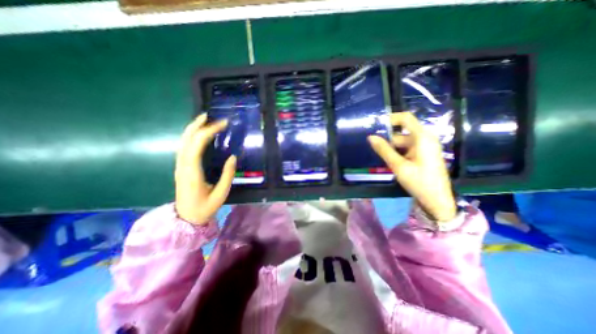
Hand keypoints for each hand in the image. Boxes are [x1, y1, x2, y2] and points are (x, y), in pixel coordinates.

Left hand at [174, 114, 236, 225]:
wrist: (186, 218)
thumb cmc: (205, 208)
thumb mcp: (221, 193)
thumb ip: (227, 174)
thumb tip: (233, 157)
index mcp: (192, 172)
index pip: (197, 145)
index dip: (209, 131)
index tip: (222, 124)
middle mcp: (183, 166)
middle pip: (186, 140)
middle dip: (197, 125)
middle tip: (209, 115)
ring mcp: (180, 166)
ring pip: (183, 142)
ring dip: (192, 129)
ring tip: (203, 120)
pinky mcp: (181, 168)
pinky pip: (184, 148)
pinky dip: (191, 137)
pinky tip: (198, 135)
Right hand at [368, 113, 457, 221]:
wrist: (437, 200)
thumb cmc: (419, 182)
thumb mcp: (399, 166)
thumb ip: (384, 150)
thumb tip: (370, 137)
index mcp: (422, 138)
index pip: (406, 118)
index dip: (391, 118)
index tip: (376, 125)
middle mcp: (425, 139)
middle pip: (401, 133)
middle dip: (387, 140)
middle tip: (373, 148)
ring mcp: (424, 147)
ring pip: (402, 142)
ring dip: (391, 149)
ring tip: (381, 158)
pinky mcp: (423, 154)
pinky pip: (406, 149)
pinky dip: (397, 153)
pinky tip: (391, 162)